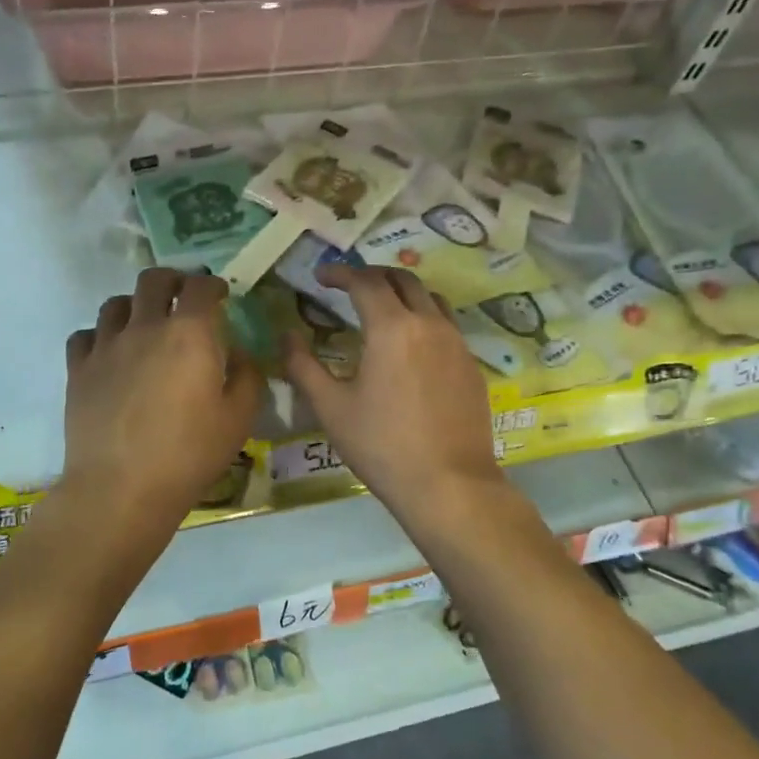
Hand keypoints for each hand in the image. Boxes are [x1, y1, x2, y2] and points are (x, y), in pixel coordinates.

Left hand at [62, 267, 264, 528]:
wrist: (121, 487)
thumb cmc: (189, 454)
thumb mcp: (239, 419)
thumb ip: (247, 376)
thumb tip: (238, 354)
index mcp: (189, 333)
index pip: (200, 287)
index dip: (213, 284)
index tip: (220, 294)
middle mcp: (145, 327)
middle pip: (153, 280)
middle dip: (172, 280)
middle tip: (182, 295)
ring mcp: (106, 346)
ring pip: (115, 303)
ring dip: (134, 305)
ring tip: (144, 322)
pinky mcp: (78, 370)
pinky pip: (85, 335)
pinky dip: (100, 335)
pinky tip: (109, 352)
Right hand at [282, 266, 505, 524]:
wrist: (449, 485)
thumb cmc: (382, 446)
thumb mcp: (331, 407)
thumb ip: (303, 365)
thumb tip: (286, 335)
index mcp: (392, 328)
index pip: (365, 282)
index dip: (340, 273)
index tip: (320, 276)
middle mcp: (429, 324)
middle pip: (403, 279)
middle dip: (373, 275)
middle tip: (349, 286)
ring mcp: (457, 344)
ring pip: (431, 298)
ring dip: (403, 292)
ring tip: (382, 308)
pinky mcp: (472, 366)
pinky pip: (447, 325)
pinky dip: (424, 319)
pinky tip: (411, 347)